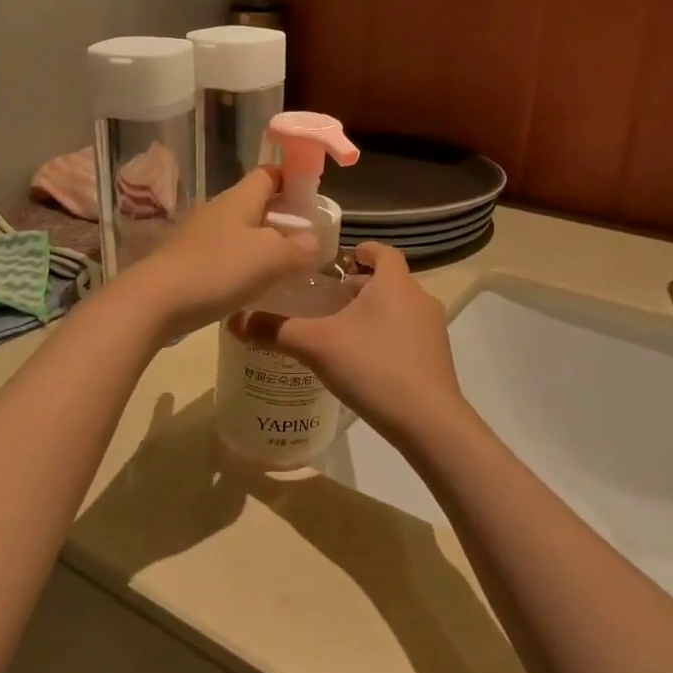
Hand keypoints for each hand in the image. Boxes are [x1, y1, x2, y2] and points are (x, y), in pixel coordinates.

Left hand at [115, 168, 317, 342]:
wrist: (154, 301)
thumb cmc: (217, 269)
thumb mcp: (270, 258)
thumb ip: (297, 248)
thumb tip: (312, 241)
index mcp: (239, 198)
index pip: (268, 173)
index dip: (291, 177)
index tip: (312, 194)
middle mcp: (218, 210)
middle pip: (255, 204)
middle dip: (281, 217)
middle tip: (306, 239)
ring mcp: (199, 236)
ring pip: (239, 232)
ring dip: (262, 244)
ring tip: (285, 266)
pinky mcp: (187, 262)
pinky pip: (224, 256)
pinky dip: (242, 265)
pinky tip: (252, 286)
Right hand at [230, 241, 465, 446]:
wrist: (427, 421)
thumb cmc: (372, 367)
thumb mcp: (315, 346)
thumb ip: (275, 330)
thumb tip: (234, 320)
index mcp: (394, 284)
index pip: (383, 252)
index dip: (363, 250)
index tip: (342, 258)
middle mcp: (419, 299)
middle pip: (389, 282)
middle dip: (360, 287)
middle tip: (328, 301)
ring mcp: (433, 330)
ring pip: (399, 309)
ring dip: (374, 313)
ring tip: (341, 332)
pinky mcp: (437, 358)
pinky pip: (408, 335)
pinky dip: (387, 337)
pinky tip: (364, 362)